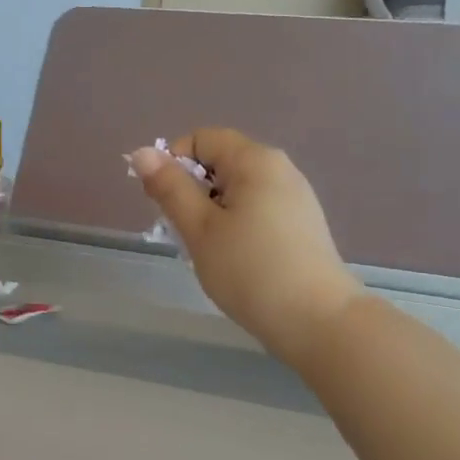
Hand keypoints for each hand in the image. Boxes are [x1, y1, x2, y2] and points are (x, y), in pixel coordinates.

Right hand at [130, 128, 361, 358]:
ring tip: (210, 251)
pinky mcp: (302, 224)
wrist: (318, 321)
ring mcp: (295, 197)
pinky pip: (256, 209)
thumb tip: (142, 152)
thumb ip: (169, 187)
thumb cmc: (250, 270)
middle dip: (192, 191)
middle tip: (185, 233)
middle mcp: (279, 168)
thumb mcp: (199, 228)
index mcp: (254, 160)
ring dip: (211, 212)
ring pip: (236, 189)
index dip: (173, 164)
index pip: (200, 138)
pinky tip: (236, 259)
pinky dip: (235, 224)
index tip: (166, 205)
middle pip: (219, 162)